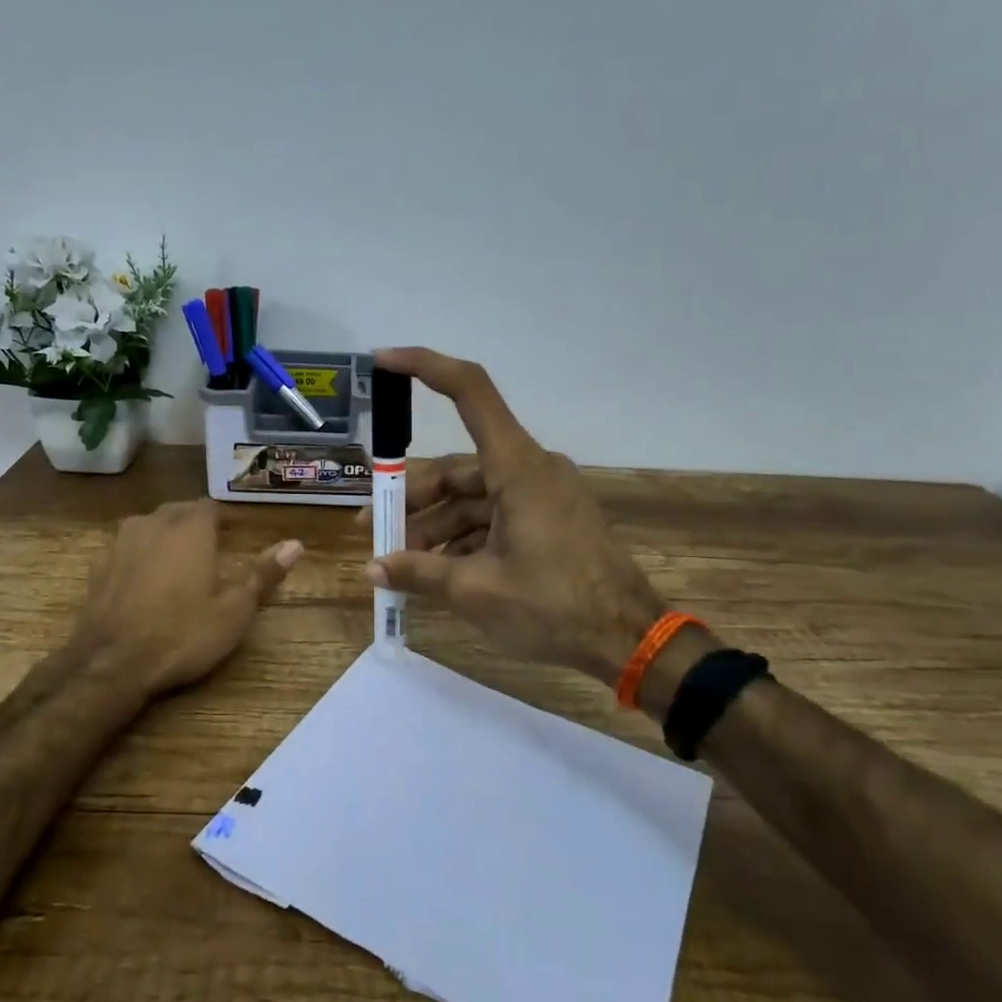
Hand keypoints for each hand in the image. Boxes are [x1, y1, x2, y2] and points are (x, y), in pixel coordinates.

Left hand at [70, 499, 302, 700]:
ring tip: (177, 568)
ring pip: (148, 527)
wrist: (110, 664)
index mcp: (190, 528)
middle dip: (193, 527)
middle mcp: (153, 523)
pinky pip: (126, 551)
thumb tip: (295, 544)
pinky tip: (143, 586)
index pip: (209, 506)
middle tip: (208, 556)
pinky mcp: (98, 567)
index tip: (231, 540)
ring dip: (163, 539)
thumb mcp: (234, 610)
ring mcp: (120, 543)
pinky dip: (138, 559)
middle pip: (177, 512)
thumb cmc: (182, 634)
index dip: (221, 521)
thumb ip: (263, 573)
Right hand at [358, 348, 667, 686]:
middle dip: (411, 498)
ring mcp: (541, 494)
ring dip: (434, 525)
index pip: (469, 391)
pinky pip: (493, 515)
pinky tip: (437, 570)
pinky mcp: (548, 519)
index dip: (424, 367)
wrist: (629, 640)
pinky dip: (463, 537)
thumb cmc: (554, 607)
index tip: (383, 361)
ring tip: (400, 562)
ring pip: (472, 496)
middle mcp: (529, 469)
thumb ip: (419, 572)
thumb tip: (372, 569)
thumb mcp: (476, 591)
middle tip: (372, 528)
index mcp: (516, 467)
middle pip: (457, 466)